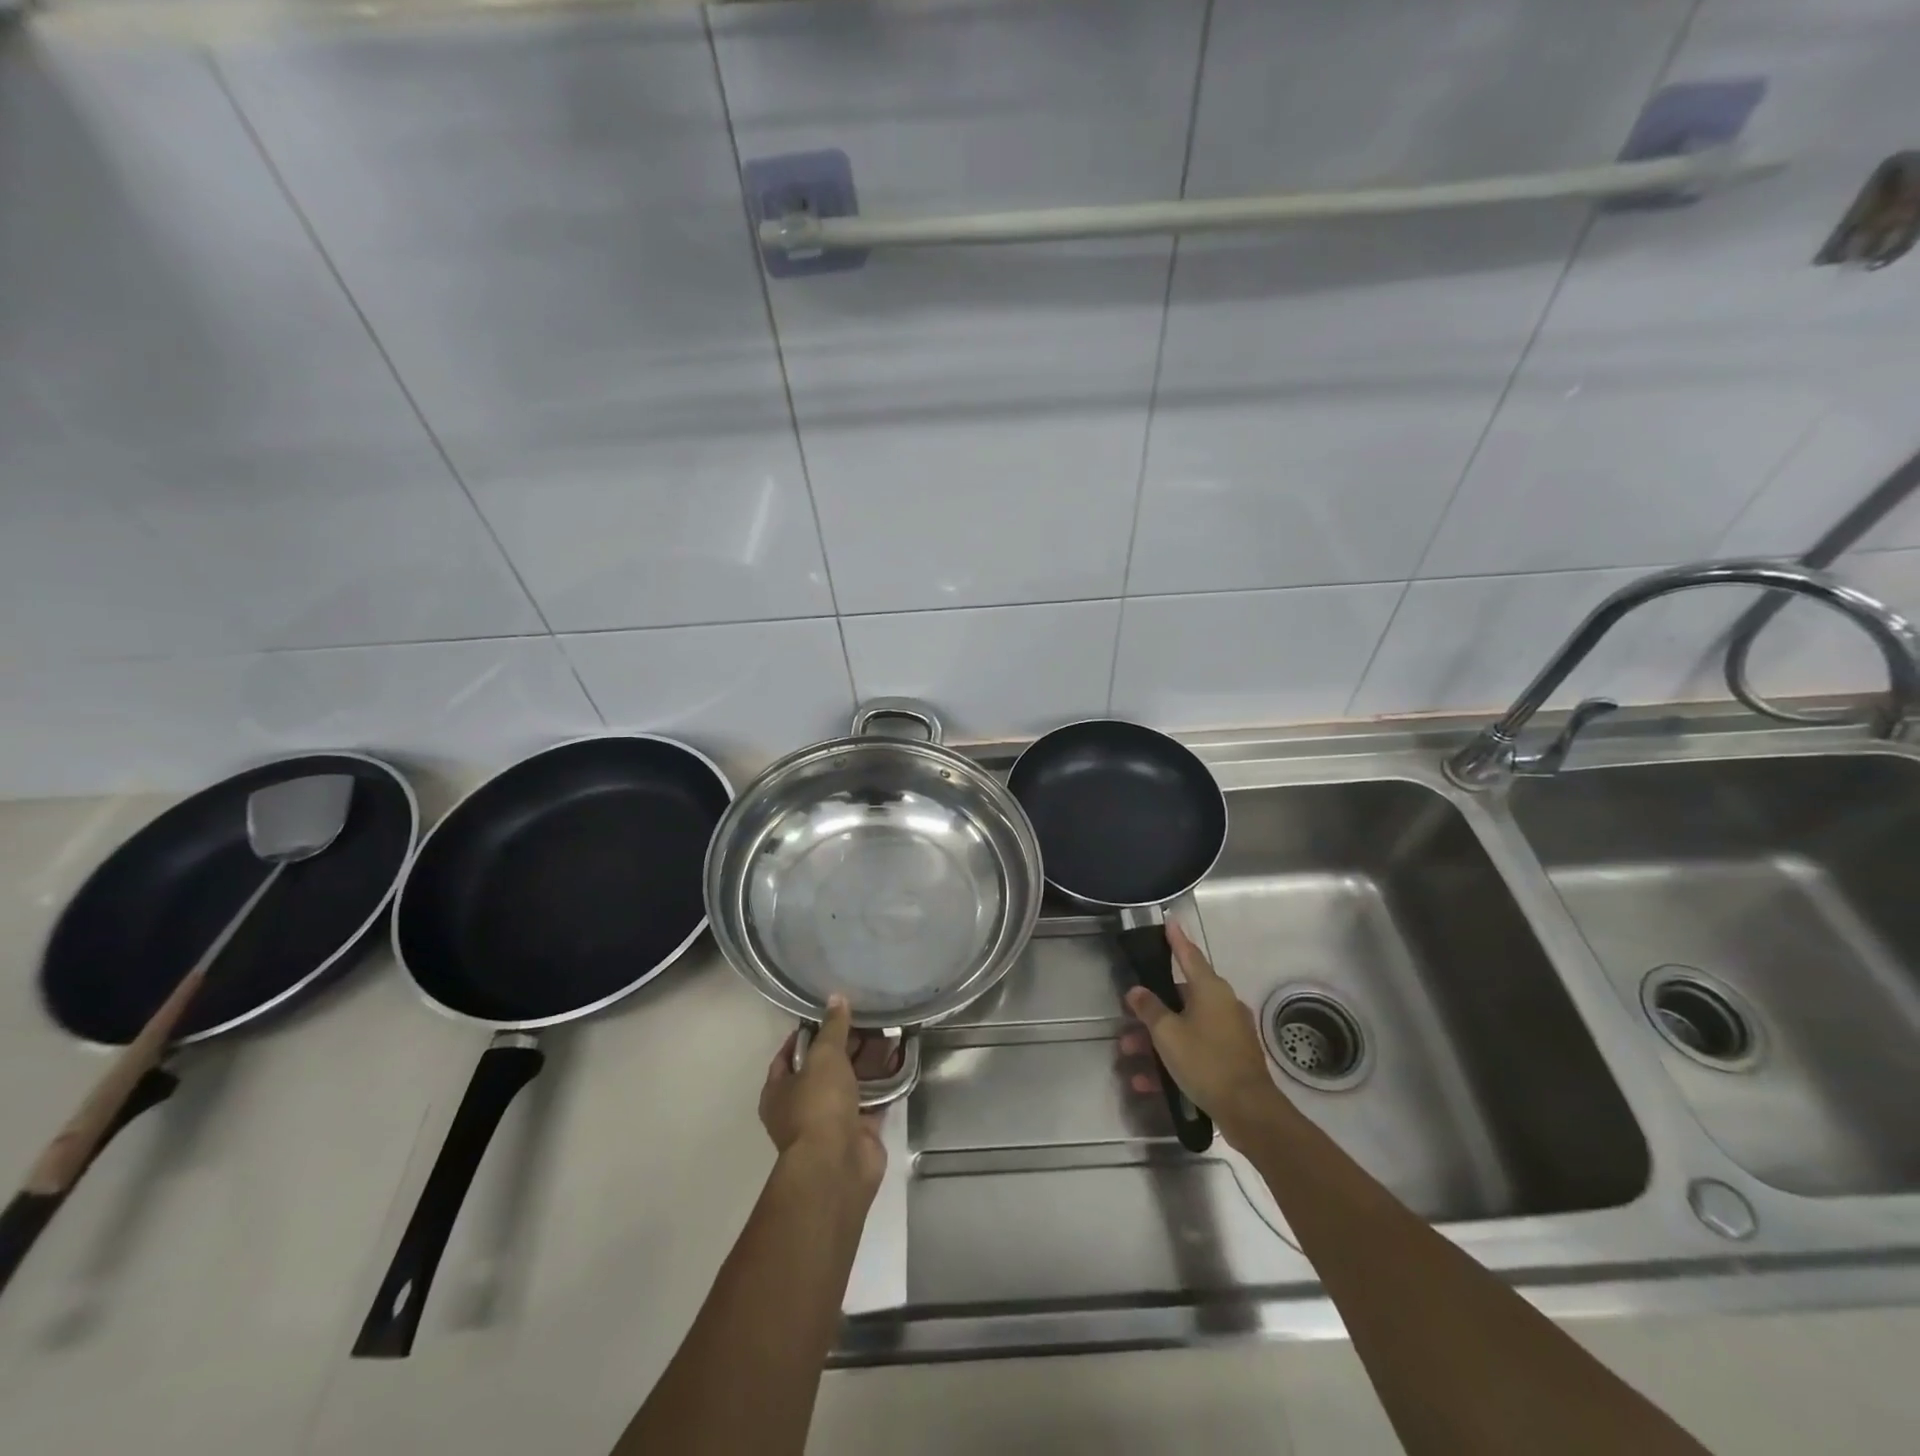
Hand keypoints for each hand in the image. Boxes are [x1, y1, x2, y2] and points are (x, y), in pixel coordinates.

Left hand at [759, 996, 887, 1197]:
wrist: (837, 1166)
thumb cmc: (818, 1105)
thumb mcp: (823, 1056)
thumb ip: (832, 1027)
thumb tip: (836, 998)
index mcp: (779, 1090)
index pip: (789, 1053)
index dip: (807, 1033)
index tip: (830, 1013)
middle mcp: (801, 1106)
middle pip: (824, 1068)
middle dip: (846, 1045)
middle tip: (868, 1018)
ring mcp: (831, 1122)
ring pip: (851, 1083)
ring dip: (868, 1062)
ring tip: (890, 1031)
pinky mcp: (858, 1132)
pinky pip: (873, 1100)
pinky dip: (885, 1083)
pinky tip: (900, 1059)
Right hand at [1121, 922, 1282, 1142]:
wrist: (1249, 1111)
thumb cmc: (1206, 1061)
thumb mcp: (1168, 1034)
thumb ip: (1149, 1009)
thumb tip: (1137, 991)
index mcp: (1210, 990)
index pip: (1189, 955)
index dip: (1177, 939)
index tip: (1169, 921)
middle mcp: (1223, 1004)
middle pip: (1181, 997)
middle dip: (1152, 1009)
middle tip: (1128, 1015)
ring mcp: (1229, 1032)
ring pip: (1185, 1027)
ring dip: (1156, 1039)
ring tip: (1130, 1054)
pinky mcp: (1232, 1058)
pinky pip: (1195, 1050)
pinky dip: (1173, 1059)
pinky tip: (1148, 1082)